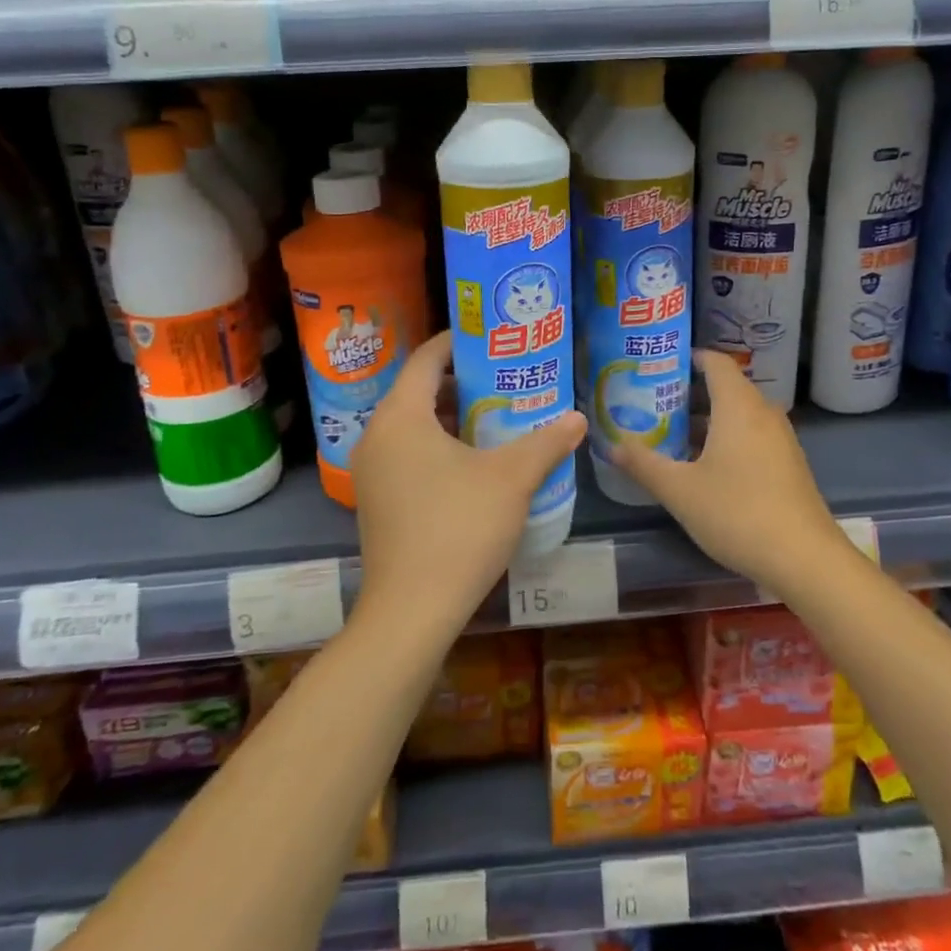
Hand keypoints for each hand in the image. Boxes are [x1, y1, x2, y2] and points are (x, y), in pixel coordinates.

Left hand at [351, 332, 586, 635]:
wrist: (411, 611)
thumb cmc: (459, 528)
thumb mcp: (512, 479)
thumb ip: (547, 442)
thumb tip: (579, 419)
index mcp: (400, 416)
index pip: (425, 358)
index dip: (458, 342)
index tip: (493, 339)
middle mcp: (377, 436)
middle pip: (418, 390)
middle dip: (462, 381)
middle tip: (506, 378)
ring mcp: (371, 471)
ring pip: (413, 425)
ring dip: (451, 416)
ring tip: (497, 416)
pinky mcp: (377, 500)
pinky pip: (407, 453)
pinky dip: (438, 444)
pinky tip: (475, 462)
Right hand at [614, 350, 848, 597]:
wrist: (804, 558)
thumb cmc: (737, 513)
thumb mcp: (680, 490)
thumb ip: (644, 464)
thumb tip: (613, 446)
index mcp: (738, 405)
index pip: (715, 361)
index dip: (687, 358)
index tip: (657, 366)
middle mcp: (763, 412)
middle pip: (726, 386)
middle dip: (690, 391)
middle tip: (654, 402)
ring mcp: (781, 438)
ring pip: (740, 413)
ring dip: (708, 418)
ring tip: (673, 434)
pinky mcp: (789, 463)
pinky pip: (753, 434)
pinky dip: (728, 436)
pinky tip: (706, 465)